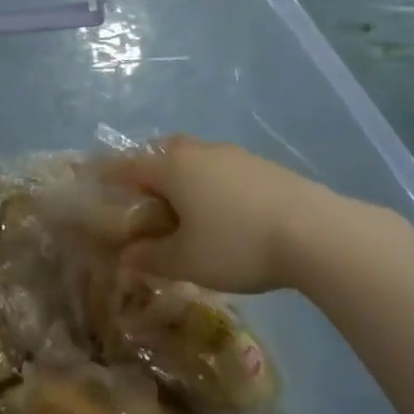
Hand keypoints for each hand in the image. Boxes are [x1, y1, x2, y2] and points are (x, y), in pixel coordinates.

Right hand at [103, 137, 327, 294]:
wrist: (317, 233)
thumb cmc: (237, 244)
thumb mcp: (186, 261)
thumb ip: (151, 257)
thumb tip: (127, 256)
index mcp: (172, 167)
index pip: (128, 166)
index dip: (109, 176)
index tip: (96, 183)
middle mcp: (199, 151)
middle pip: (163, 152)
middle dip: (149, 170)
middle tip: (145, 199)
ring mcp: (235, 155)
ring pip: (196, 159)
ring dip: (184, 177)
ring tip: (186, 209)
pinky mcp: (264, 166)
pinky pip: (224, 170)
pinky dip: (213, 185)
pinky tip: (225, 212)